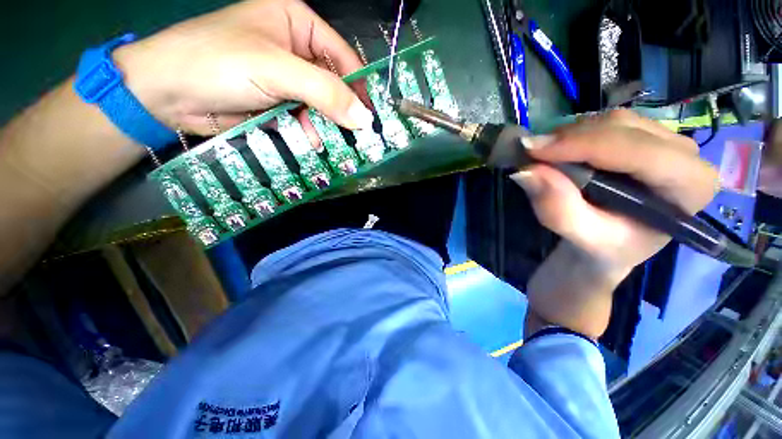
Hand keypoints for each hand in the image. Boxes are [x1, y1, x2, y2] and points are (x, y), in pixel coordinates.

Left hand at [113, 0, 373, 140]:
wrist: (165, 93)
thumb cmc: (217, 63)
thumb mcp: (276, 69)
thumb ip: (325, 92)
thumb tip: (364, 119)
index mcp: (299, 25)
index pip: (344, 58)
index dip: (360, 88)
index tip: (371, 118)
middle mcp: (297, 51)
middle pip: (335, 85)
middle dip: (344, 113)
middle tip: (358, 139)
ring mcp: (288, 80)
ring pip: (322, 107)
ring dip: (326, 126)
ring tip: (333, 145)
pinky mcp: (279, 104)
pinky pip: (305, 119)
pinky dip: (310, 132)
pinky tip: (310, 142)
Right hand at [512, 110, 717, 337]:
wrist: (589, 271)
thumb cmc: (590, 267)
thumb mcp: (578, 244)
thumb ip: (555, 206)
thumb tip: (525, 169)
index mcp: (686, 195)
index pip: (642, 151)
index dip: (585, 144)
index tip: (534, 149)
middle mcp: (684, 168)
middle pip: (631, 129)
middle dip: (577, 135)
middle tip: (530, 149)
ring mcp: (660, 157)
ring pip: (619, 122)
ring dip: (574, 132)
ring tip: (541, 151)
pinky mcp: (636, 157)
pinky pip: (607, 128)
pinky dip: (576, 133)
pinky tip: (557, 149)